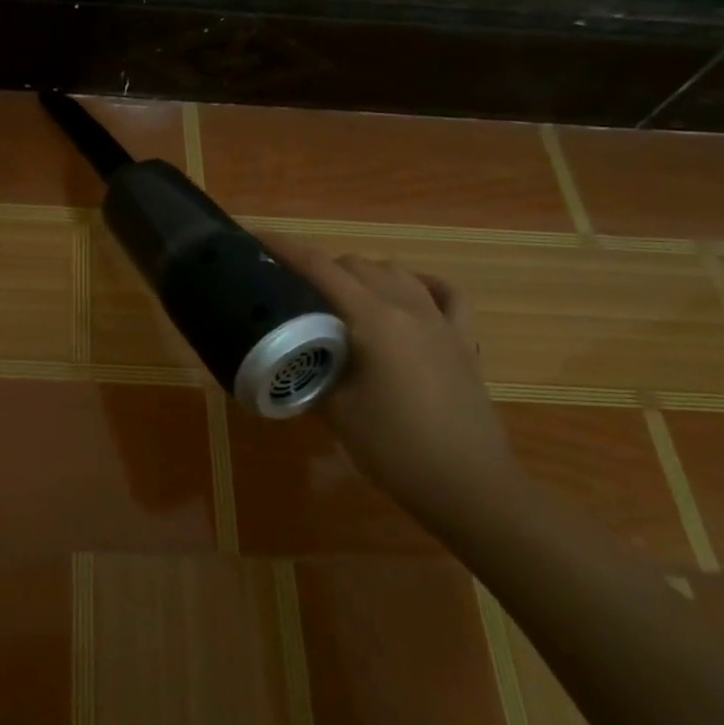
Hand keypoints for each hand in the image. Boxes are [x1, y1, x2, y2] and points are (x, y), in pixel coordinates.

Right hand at [266, 239, 519, 523]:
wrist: (469, 487)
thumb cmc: (395, 449)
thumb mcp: (334, 410)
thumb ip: (309, 369)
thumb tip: (288, 352)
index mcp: (373, 319)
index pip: (319, 267)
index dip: (283, 248)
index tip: (254, 237)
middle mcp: (407, 307)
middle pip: (355, 264)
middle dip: (318, 267)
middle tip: (291, 290)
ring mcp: (440, 320)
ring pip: (393, 271)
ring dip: (361, 274)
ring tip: (339, 297)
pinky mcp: (462, 340)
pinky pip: (444, 293)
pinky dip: (420, 284)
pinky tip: (408, 292)